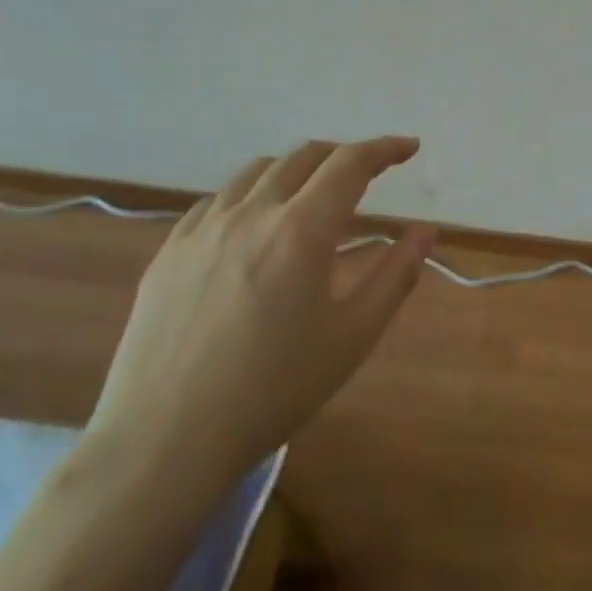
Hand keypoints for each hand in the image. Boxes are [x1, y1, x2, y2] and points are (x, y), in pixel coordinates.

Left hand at [83, 137, 434, 498]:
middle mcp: (252, 213)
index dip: (385, 148)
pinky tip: (254, 223)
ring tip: (313, 193)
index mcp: (301, 230)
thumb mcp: (354, 335)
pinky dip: (250, 194)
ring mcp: (203, 229)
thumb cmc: (274, 389)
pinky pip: (217, 200)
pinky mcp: (169, 252)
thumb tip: (427, 230)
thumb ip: (397, 275)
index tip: (409, 148)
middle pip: (304, 157)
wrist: (164, 442)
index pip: (350, 164)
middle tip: (368, 172)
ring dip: (296, 169)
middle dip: (344, 154)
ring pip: (257, 171)